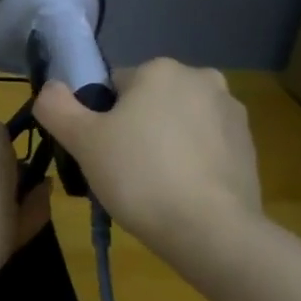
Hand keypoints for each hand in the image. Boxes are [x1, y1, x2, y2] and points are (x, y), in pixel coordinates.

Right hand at [32, 58, 261, 258]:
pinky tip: (182, 193)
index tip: (100, 154)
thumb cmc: (140, 176)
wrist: (211, 231)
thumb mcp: (82, 142)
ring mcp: (231, 112)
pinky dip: (191, 162)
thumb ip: (56, 107)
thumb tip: (50, 88)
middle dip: (135, 130)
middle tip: (123, 172)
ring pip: (178, 124)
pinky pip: (205, 147)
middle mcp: (201, 78)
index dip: (100, 120)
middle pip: (149, 102)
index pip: (113, 87)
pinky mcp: (249, 146)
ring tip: (153, 188)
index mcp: (160, 69)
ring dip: (164, 145)